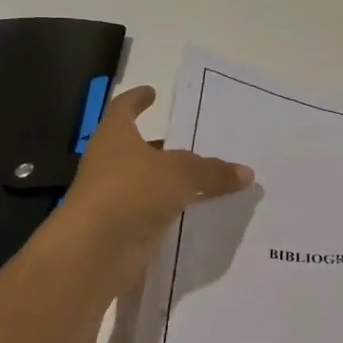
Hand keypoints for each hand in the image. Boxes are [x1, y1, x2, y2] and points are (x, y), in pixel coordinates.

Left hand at [50, 85, 252, 294]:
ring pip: (149, 183)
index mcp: (115, 137)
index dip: (138, 99)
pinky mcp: (124, 227)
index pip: (124, 108)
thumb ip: (213, 171)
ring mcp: (116, 197)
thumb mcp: (181, 174)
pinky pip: (155, 212)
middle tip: (196, 142)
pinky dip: (174, 210)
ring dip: (172, 181)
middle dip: (164, 146)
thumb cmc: (131, 191)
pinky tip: (200, 211)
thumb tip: (246, 173)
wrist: (95, 251)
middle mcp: (111, 163)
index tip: (152, 92)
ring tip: (207, 178)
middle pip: (140, 148)